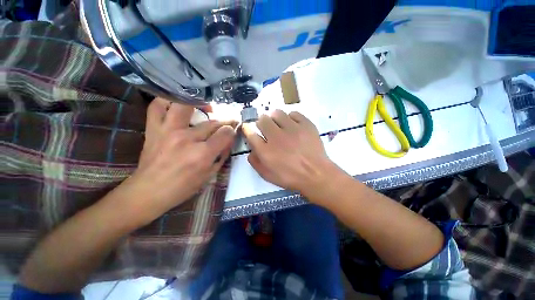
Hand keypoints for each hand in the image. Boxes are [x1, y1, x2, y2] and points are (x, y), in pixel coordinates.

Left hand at [122, 98, 235, 223]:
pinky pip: (157, 106)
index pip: (225, 133)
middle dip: (225, 121)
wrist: (148, 191)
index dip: (232, 131)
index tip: (232, 131)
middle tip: (228, 122)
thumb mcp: (209, 175)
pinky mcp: (154, 129)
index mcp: (203, 154)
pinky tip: (178, 105)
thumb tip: (228, 140)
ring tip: (206, 108)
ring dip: (200, 104)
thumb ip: (221, 155)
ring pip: (186, 105)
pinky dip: (168, 101)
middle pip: (212, 122)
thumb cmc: (183, 187)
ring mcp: (168, 131)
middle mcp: (187, 139)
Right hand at [243, 110, 339, 198]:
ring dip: (274, 118)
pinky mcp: (306, 124)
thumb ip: (256, 162)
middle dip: (261, 123)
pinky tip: (293, 125)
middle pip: (262, 120)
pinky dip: (290, 118)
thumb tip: (251, 150)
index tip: (249, 128)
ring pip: (277, 113)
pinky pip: (293, 113)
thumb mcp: (268, 175)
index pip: (250, 133)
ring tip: (279, 125)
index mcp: (266, 151)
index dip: (247, 129)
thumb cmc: (291, 177)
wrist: (316, 174)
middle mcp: (276, 137)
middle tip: (267, 128)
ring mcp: (292, 129)